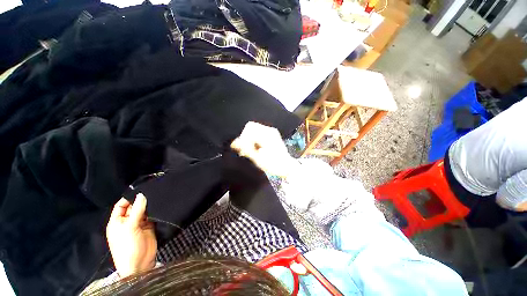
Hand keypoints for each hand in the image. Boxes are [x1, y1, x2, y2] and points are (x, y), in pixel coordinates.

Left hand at [106, 193, 156, 277]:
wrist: (140, 264)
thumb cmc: (128, 246)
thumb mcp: (130, 227)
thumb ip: (137, 210)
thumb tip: (141, 194)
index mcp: (117, 221)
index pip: (121, 205)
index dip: (129, 197)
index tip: (142, 189)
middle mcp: (128, 221)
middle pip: (135, 206)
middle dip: (142, 200)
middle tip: (154, 190)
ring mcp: (139, 224)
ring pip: (145, 211)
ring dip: (150, 205)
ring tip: (160, 196)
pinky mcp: (150, 226)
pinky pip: (152, 216)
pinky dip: (156, 211)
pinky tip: (162, 205)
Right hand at [231, 122, 299, 177]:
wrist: (287, 167)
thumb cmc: (273, 165)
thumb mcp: (258, 158)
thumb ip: (246, 149)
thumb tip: (234, 143)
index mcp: (267, 135)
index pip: (249, 128)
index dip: (243, 138)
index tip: (242, 149)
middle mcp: (270, 130)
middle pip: (251, 127)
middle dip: (245, 138)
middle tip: (244, 150)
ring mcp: (271, 132)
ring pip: (254, 130)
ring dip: (249, 139)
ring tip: (248, 151)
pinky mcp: (272, 135)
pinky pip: (258, 133)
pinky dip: (254, 140)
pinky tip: (254, 149)